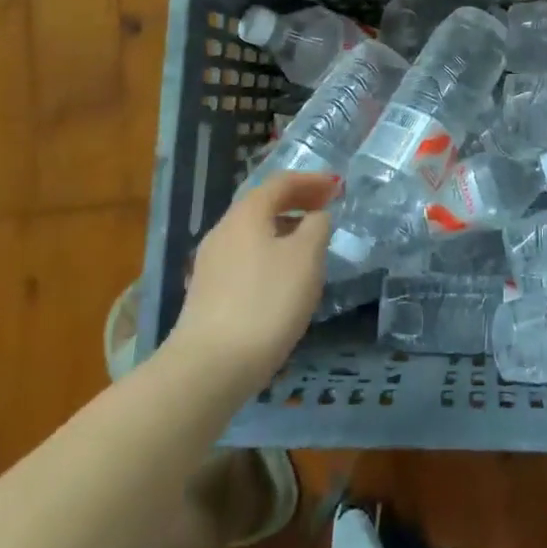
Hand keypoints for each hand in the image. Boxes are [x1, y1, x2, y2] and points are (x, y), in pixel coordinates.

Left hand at [165, 171, 334, 396]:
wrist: (210, 367)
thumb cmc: (266, 301)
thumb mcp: (306, 257)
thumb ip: (317, 226)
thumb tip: (315, 217)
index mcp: (246, 214)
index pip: (281, 182)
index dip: (312, 180)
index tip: (338, 186)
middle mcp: (223, 231)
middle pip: (263, 205)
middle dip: (297, 202)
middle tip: (327, 208)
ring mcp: (211, 264)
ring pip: (254, 233)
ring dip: (285, 228)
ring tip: (311, 243)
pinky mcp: (208, 293)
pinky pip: (246, 258)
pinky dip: (271, 253)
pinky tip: (285, 277)